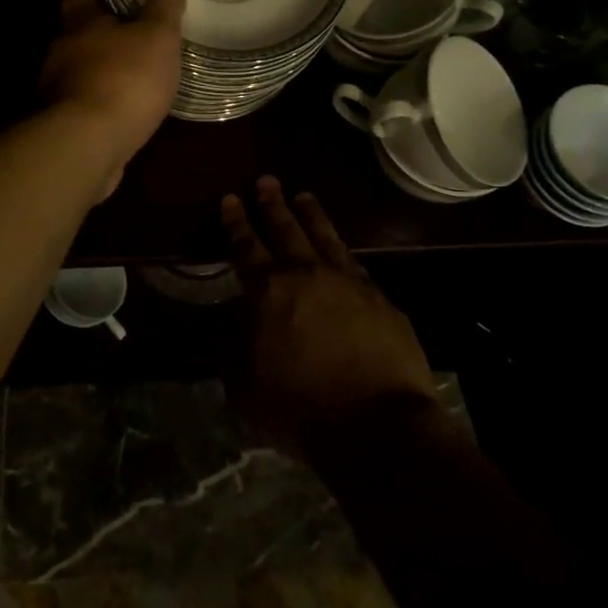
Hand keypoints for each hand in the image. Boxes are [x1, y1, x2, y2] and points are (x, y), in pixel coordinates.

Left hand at [38, 0, 185, 199]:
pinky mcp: (62, 125)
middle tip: (141, 41)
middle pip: (81, 35)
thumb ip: (164, 8)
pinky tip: (127, 114)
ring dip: (105, 74)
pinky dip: (104, 106)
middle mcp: (61, 52)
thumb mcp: (157, 36)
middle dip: (107, 38)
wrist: (88, 144)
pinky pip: (86, 106)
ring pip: (83, 72)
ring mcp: (56, 91)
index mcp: (79, 22)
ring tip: (139, 81)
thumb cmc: (125, 78)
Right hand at [221, 177, 438, 456]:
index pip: (246, 248)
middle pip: (286, 230)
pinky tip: (341, 246)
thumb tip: (227, 327)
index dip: (236, 223)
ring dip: (311, 214)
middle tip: (266, 180)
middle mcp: (307, 275)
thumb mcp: (247, 388)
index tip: (231, 199)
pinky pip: (355, 262)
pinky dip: (342, 249)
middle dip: (272, 204)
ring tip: (303, 196)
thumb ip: (232, 352)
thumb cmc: (301, 410)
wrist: (377, 427)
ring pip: (324, 236)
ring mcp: (348, 282)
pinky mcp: (379, 297)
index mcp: (268, 292)